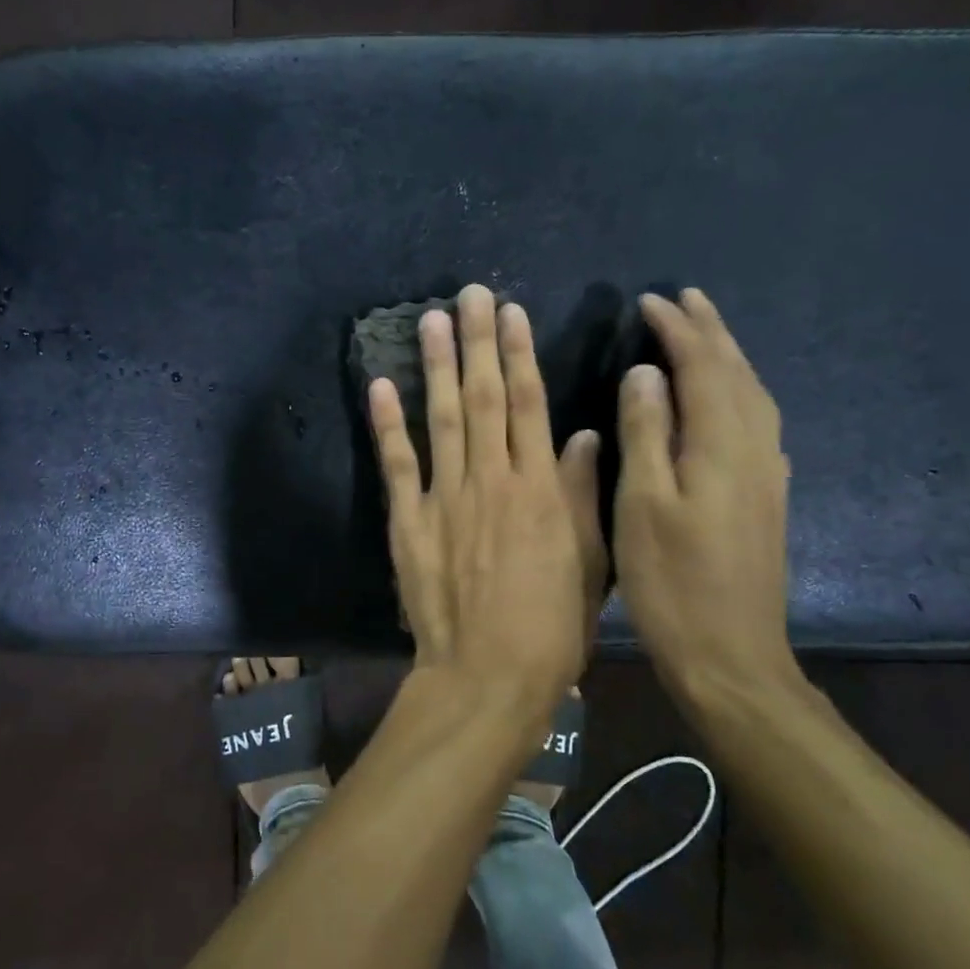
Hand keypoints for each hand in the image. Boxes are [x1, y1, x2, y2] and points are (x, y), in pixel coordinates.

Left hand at [368, 285, 604, 706]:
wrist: (488, 675)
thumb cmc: (550, 626)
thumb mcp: (588, 562)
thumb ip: (581, 494)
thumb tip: (581, 435)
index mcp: (539, 488)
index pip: (529, 405)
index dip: (519, 354)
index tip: (511, 313)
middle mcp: (491, 479)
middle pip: (484, 398)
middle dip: (477, 342)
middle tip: (469, 294)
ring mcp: (445, 498)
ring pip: (442, 418)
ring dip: (436, 367)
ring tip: (431, 320)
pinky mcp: (409, 521)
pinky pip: (397, 464)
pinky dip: (388, 424)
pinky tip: (381, 386)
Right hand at [615, 289, 791, 692]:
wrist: (732, 654)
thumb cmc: (673, 582)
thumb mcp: (643, 504)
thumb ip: (646, 433)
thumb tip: (646, 373)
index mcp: (721, 445)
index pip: (702, 367)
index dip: (677, 330)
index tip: (649, 301)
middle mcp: (755, 449)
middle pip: (737, 373)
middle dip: (710, 332)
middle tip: (686, 299)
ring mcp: (767, 474)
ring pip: (753, 396)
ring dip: (728, 357)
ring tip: (706, 334)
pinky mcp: (767, 497)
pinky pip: (757, 422)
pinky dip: (739, 392)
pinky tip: (729, 401)